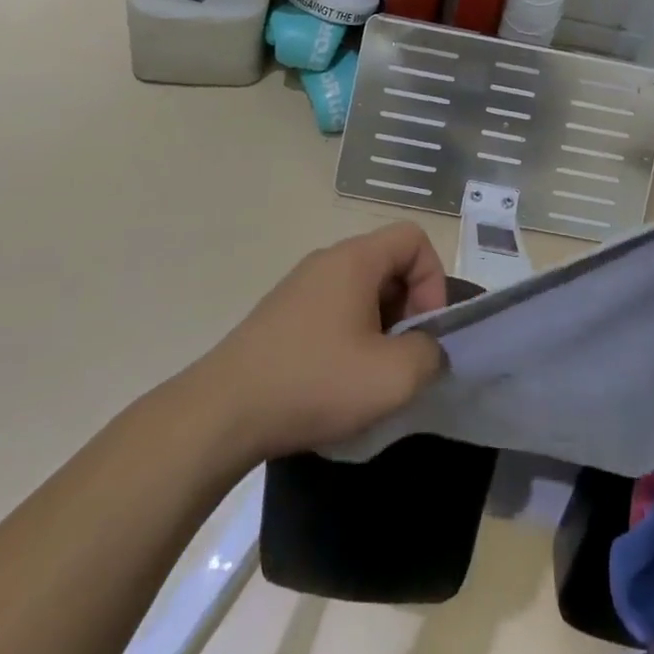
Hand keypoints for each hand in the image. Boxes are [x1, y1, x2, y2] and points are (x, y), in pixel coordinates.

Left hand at [191, 223, 449, 464]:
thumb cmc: (313, 383)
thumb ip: (430, 354)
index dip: (433, 280)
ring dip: (380, 326)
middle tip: (402, 357)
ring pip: (361, 289)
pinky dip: (349, 336)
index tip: (423, 330)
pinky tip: (336, 380)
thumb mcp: (392, 378)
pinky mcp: (280, 314)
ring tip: (370, 374)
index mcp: (355, 259)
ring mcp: (299, 286)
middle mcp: (326, 260)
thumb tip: (428, 348)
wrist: (221, 414)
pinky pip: (333, 309)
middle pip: (389, 263)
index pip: (414, 239)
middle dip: (408, 307)